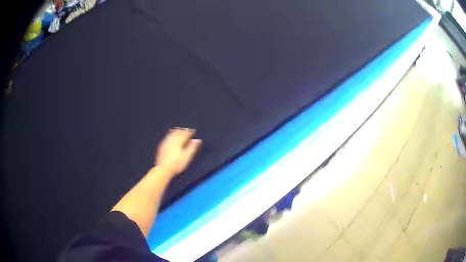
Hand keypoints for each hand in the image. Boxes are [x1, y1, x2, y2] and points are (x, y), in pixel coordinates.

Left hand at [156, 128, 201, 176]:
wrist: (163, 169)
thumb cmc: (177, 164)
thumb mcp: (187, 157)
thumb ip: (192, 148)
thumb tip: (197, 140)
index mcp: (178, 142)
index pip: (185, 134)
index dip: (190, 132)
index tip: (193, 131)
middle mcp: (171, 140)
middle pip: (178, 132)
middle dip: (183, 130)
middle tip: (187, 130)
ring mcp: (165, 143)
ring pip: (171, 133)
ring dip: (176, 131)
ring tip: (179, 130)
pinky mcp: (161, 146)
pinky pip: (167, 137)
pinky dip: (170, 134)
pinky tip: (171, 136)